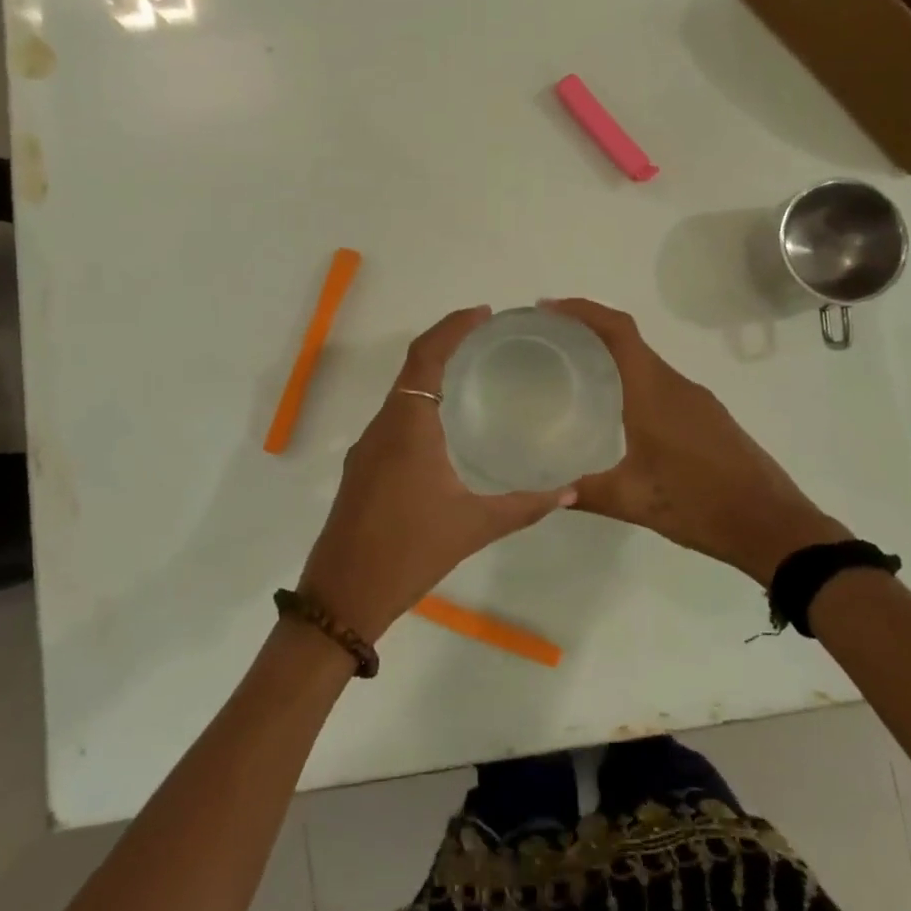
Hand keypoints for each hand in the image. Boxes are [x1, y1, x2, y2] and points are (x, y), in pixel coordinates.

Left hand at [297, 306, 576, 640]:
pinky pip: (395, 418)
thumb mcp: (473, 527)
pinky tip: (447, 427)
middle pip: (413, 367)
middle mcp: (383, 426)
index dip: (452, 327)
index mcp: (407, 425)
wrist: (342, 597)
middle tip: (488, 340)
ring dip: (432, 375)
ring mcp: (367, 448)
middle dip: (447, 345)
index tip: (483, 313)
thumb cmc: (408, 552)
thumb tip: (568, 490)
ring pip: (401, 394)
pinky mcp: (362, 468)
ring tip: (474, 376)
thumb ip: (523, 506)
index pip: (426, 356)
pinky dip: (421, 404)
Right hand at [544, 298, 851, 585]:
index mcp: (655, 392)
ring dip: (611, 357)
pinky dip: (632, 380)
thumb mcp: (634, 502)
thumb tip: (547, 492)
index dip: (583, 311)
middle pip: (629, 340)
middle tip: (549, 342)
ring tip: (573, 372)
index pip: (618, 331)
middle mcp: (676, 385)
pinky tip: (615, 409)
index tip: (548, 308)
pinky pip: (661, 383)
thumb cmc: (701, 505)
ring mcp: (696, 399)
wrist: (773, 525)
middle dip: (589, 330)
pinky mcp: (708, 415)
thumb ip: (587, 492)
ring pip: (646, 363)